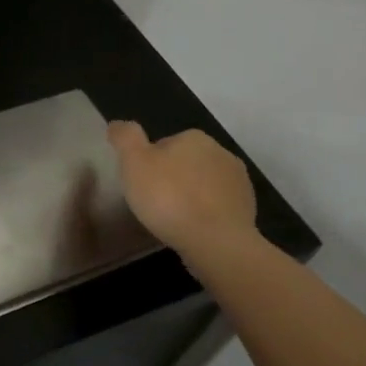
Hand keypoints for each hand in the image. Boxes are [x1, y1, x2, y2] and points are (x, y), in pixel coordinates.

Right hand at [107, 121, 258, 264]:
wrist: (216, 241)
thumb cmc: (169, 198)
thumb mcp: (133, 163)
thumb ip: (125, 138)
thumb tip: (118, 124)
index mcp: (192, 137)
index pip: (162, 145)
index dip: (148, 164)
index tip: (140, 185)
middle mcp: (220, 151)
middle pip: (185, 163)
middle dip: (172, 178)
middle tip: (154, 203)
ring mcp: (238, 180)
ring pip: (203, 184)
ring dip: (191, 195)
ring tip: (174, 219)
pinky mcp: (247, 206)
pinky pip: (218, 204)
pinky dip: (207, 212)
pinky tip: (194, 228)